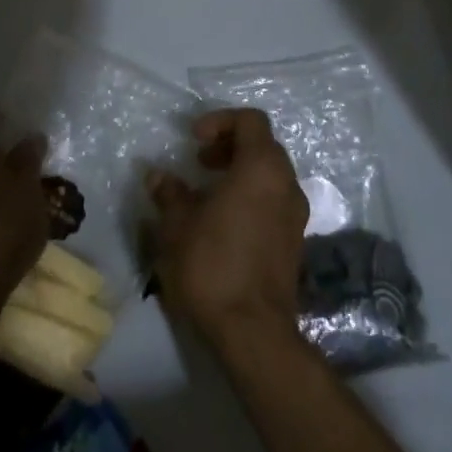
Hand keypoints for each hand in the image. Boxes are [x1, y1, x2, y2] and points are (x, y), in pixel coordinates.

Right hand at [148, 108, 308, 350]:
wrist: (253, 331)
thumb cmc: (212, 264)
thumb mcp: (178, 225)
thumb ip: (169, 193)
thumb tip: (157, 175)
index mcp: (262, 168)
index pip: (251, 121)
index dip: (220, 121)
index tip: (194, 140)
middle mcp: (286, 184)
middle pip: (263, 145)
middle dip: (229, 146)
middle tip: (199, 162)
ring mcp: (295, 215)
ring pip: (270, 175)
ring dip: (240, 172)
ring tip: (206, 192)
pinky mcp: (294, 241)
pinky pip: (274, 201)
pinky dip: (250, 196)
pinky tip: (222, 220)